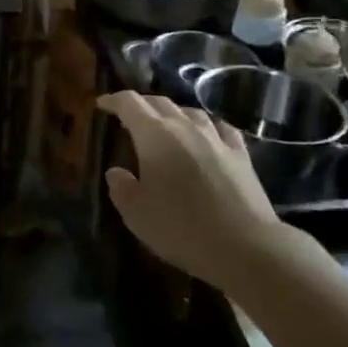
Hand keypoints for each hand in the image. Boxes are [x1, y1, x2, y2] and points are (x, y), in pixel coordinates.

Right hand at [97, 91, 282, 293]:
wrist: (245, 246)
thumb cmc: (181, 228)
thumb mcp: (136, 214)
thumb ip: (121, 188)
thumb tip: (116, 172)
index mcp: (154, 136)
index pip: (129, 104)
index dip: (113, 100)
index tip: (102, 104)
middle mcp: (185, 127)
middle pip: (159, 102)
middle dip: (141, 105)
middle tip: (129, 115)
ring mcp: (216, 139)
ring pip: (190, 112)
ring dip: (173, 113)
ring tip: (166, 124)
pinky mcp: (241, 155)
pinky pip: (220, 129)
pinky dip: (206, 126)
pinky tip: (208, 134)